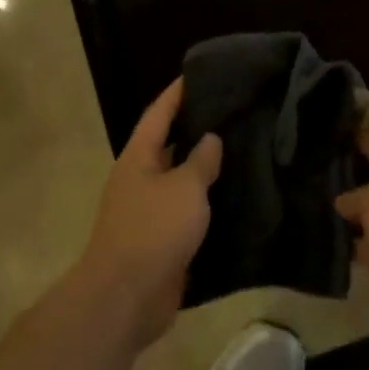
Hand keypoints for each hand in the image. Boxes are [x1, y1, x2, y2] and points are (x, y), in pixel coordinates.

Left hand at [76, 80, 222, 349]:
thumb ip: (201, 161)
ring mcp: (148, 212)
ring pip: (180, 182)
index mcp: (138, 158)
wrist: (127, 295)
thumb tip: (210, 138)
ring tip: (241, 152)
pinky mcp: (161, 241)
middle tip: (232, 114)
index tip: (196, 74)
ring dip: (204, 170)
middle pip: (168, 146)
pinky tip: (234, 200)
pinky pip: (187, 214)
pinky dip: (206, 205)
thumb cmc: (154, 230)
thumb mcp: (184, 188)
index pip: (158, 114)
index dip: (176, 94)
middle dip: (195, 130)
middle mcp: (139, 180)